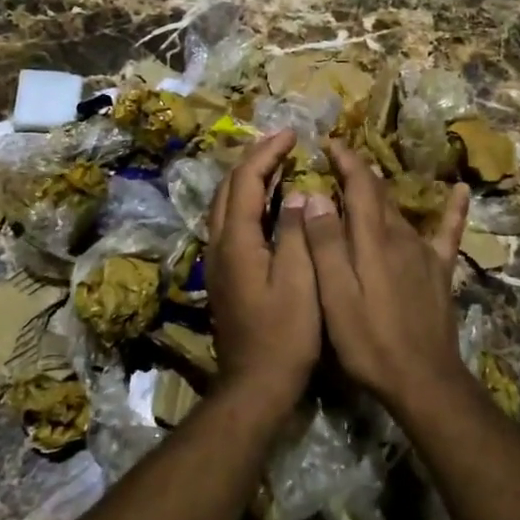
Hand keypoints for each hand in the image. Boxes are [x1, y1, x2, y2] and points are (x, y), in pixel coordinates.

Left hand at [205, 130, 320, 408]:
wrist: (255, 384)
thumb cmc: (285, 335)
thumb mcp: (300, 282)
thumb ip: (297, 234)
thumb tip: (297, 194)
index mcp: (237, 241)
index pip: (247, 180)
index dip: (268, 152)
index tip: (293, 134)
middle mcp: (220, 244)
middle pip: (229, 187)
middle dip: (255, 158)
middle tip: (284, 143)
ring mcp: (219, 260)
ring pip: (227, 204)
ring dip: (250, 178)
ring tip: (279, 163)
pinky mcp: (226, 274)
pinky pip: (232, 222)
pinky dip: (250, 201)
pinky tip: (271, 205)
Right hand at [301, 139, 471, 406]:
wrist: (423, 379)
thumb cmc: (369, 341)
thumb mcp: (335, 296)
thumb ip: (326, 245)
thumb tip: (316, 196)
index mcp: (372, 240)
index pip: (358, 185)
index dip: (345, 160)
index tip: (329, 142)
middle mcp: (400, 236)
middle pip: (378, 193)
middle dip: (358, 171)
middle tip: (338, 158)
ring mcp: (424, 252)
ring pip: (400, 210)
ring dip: (381, 190)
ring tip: (365, 177)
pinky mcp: (440, 270)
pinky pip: (448, 231)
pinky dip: (454, 209)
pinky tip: (461, 189)